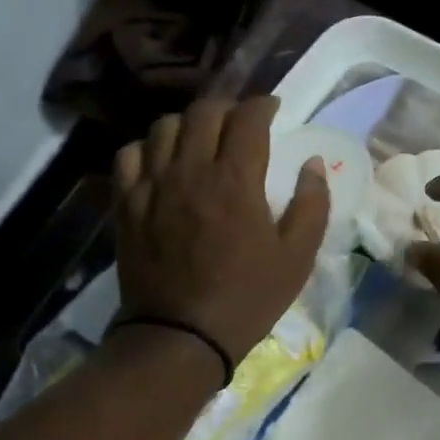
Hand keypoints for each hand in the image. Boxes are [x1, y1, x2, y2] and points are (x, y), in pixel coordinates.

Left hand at [112, 96, 329, 366]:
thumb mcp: (297, 258)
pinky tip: (160, 162)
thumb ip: (312, 205)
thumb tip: (312, 163)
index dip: (263, 104)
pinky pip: (129, 155)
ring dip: (188, 124)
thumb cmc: (247, 297)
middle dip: (227, 107)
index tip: (272, 109)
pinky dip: (147, 148)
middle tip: (239, 122)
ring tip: (199, 139)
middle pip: (204, 112)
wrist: (181, 335)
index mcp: (235, 179)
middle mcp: (190, 170)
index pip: (248, 117)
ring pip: (164, 127)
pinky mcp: (127, 204)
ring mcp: (153, 185)